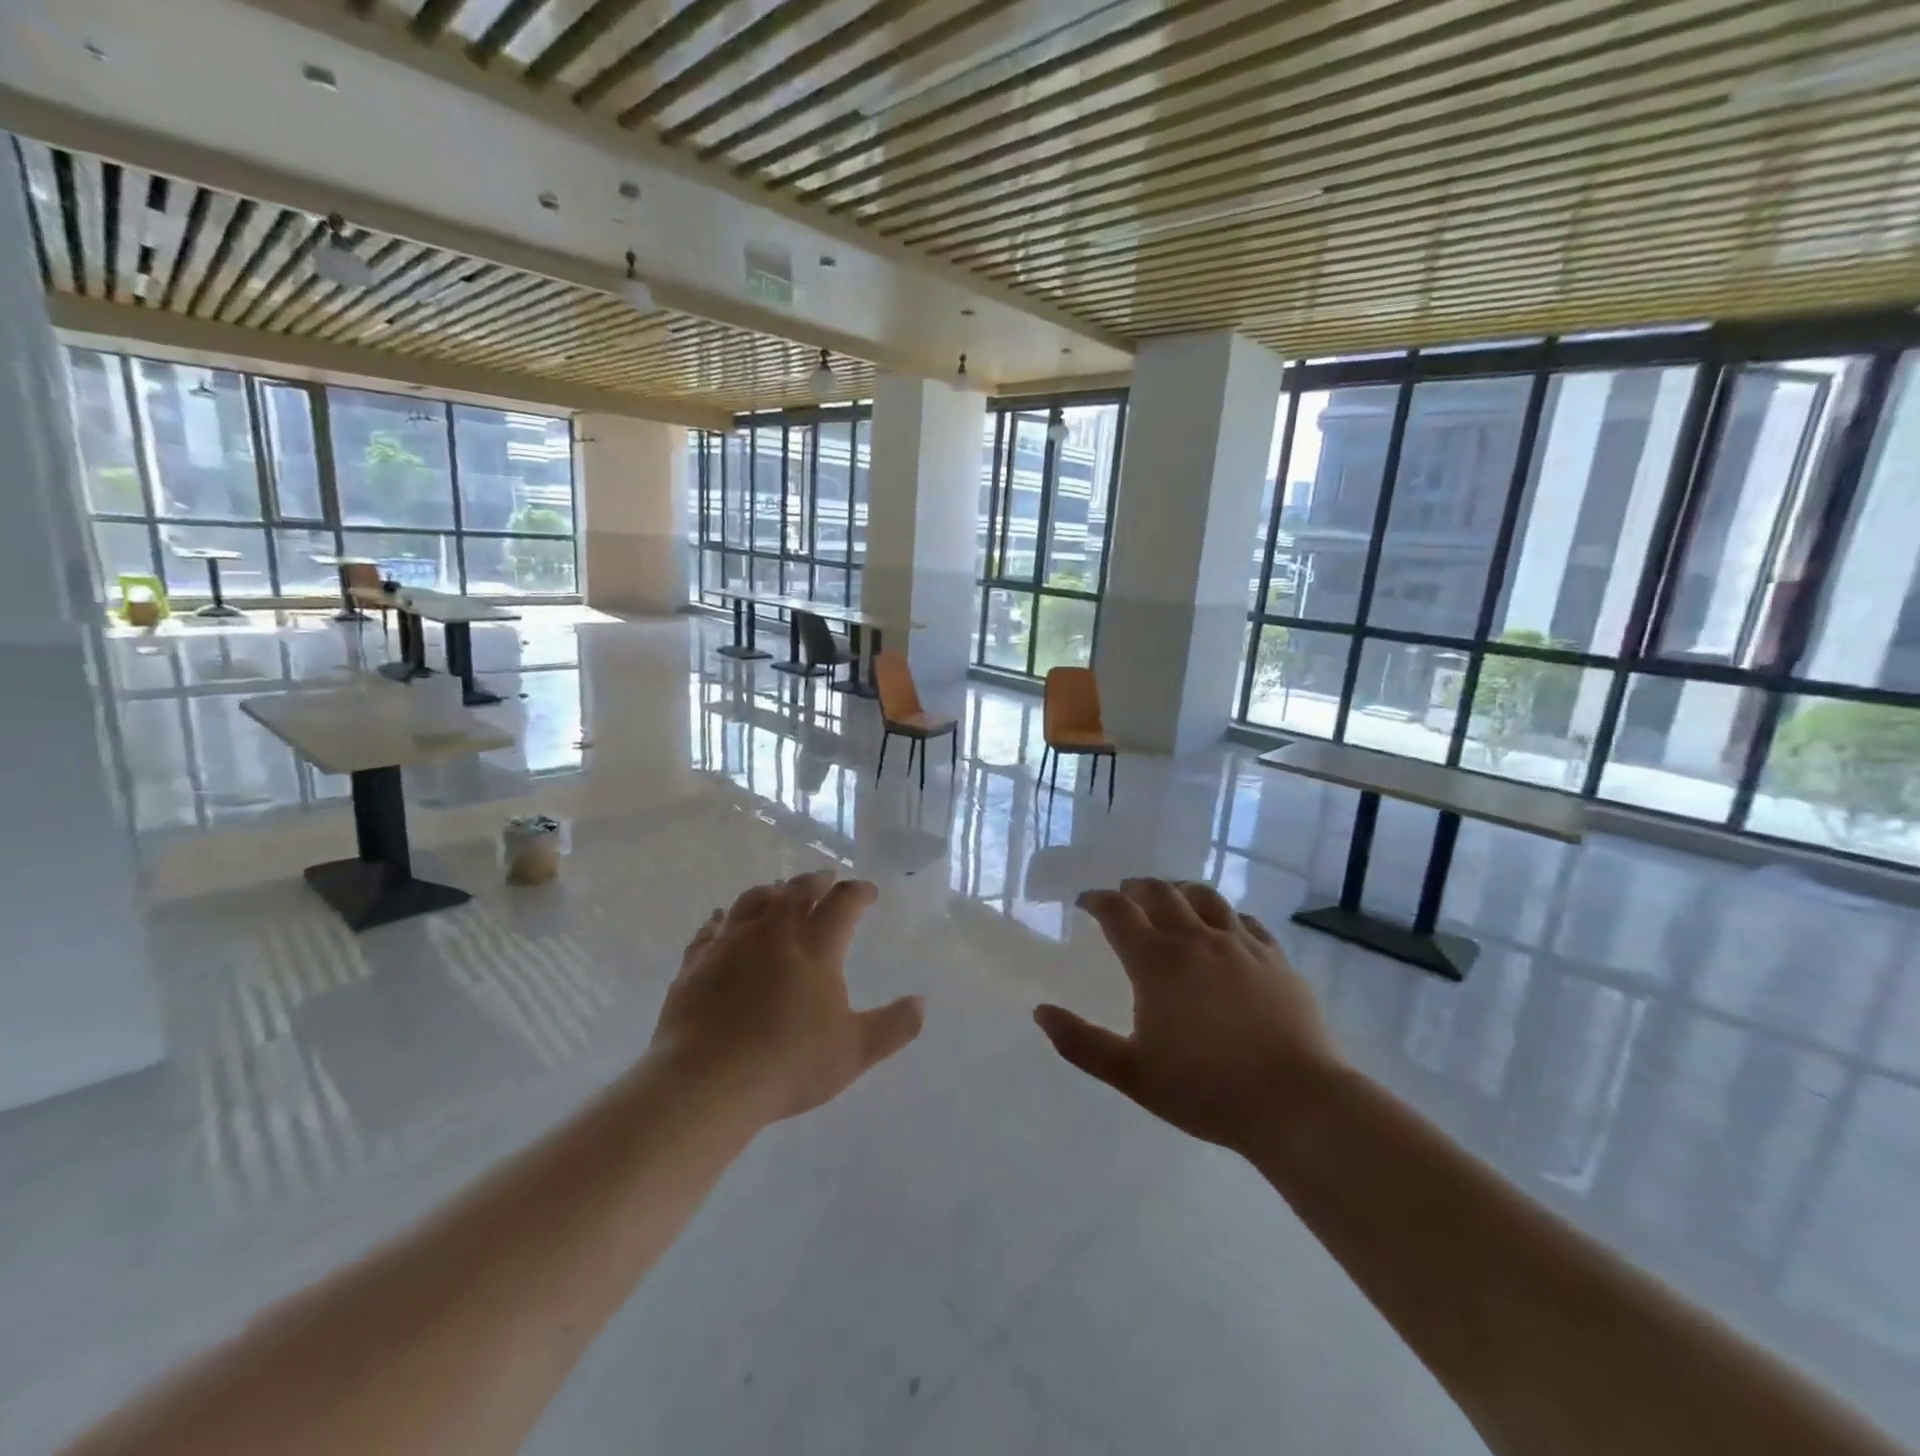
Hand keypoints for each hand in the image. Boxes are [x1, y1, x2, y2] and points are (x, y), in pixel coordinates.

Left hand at [649, 871, 923, 1124]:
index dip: (859, 892)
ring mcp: (730, 943)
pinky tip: (721, 920)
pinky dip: (722, 918)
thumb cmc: (788, 1064)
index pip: (843, 903)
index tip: (868, 892)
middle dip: (816, 881)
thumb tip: (921, 1002)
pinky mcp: (696, 962)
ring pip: (753, 900)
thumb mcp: (854, 1052)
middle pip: (797, 890)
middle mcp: (774, 932)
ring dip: (771, 891)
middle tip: (827, 879)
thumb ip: (893, 1026)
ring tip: (779, 891)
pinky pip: (711, 928)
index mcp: (816, 947)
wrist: (707, 1082)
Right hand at [1035, 878, 1337, 1152]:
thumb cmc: (1205, 1089)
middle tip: (1125, 894)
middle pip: (1160, 893)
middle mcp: (1195, 940)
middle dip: (1136, 888)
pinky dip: (1224, 915)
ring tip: (1170, 897)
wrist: (1295, 1103)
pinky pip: (1245, 920)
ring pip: (1204, 897)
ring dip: (1179, 890)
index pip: (1117, 912)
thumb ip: (1081, 1042)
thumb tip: (1040, 1012)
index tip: (1086, 902)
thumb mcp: (1131, 1074)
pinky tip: (1224, 927)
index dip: (1097, 900)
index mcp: (1156, 962)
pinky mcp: (1275, 958)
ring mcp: (1240, 944)